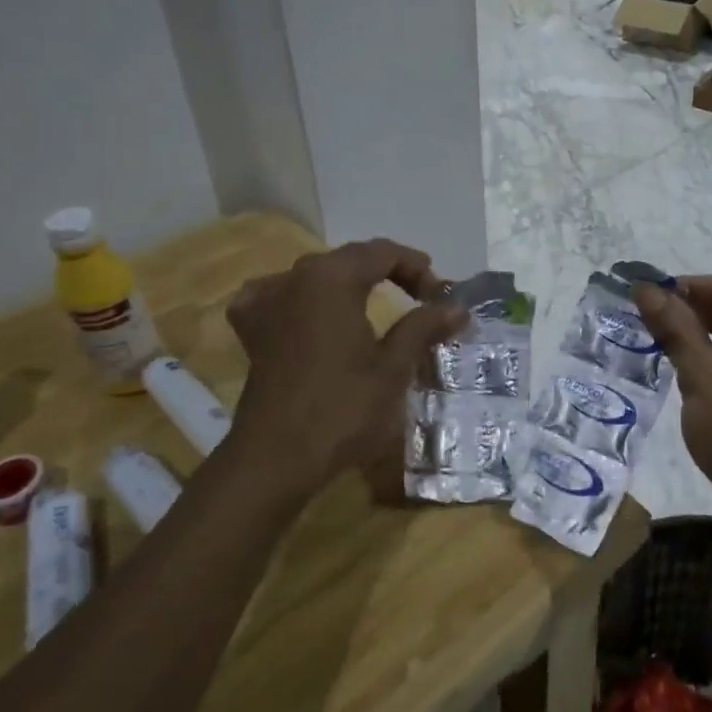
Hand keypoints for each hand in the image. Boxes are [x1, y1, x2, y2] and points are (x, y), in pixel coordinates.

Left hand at [225, 240, 463, 497]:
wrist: (277, 458)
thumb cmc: (342, 409)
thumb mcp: (394, 367)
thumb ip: (423, 327)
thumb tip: (457, 307)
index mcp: (331, 277)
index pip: (382, 252)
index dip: (416, 267)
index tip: (441, 293)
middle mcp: (294, 278)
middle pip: (348, 260)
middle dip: (387, 272)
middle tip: (420, 297)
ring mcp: (267, 303)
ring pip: (315, 277)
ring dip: (348, 284)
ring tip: (374, 302)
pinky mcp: (253, 333)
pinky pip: (278, 298)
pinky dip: (300, 298)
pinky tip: (308, 311)